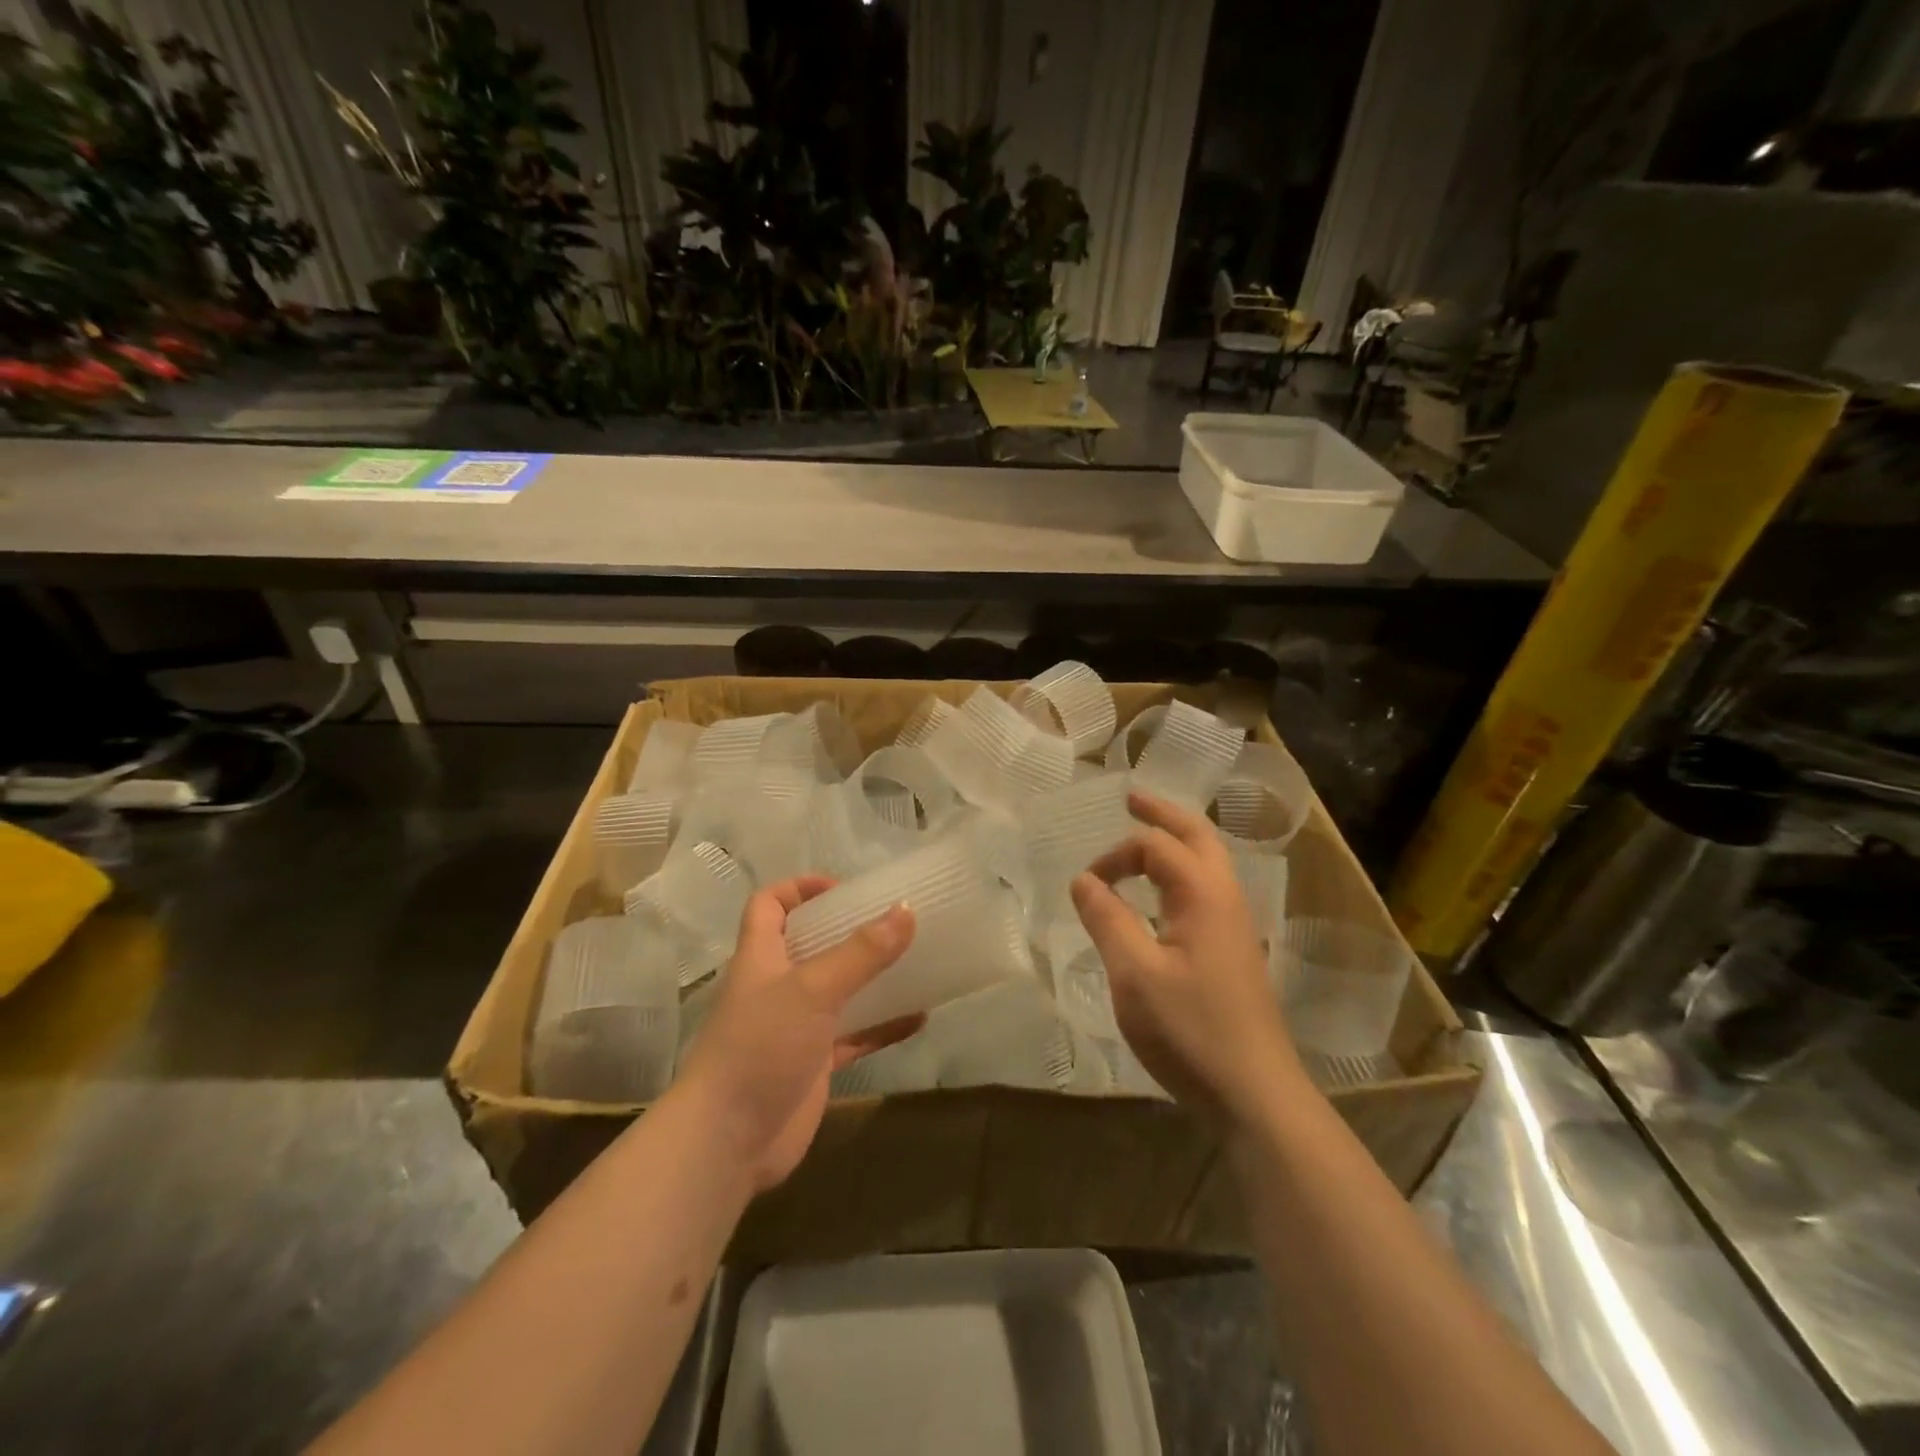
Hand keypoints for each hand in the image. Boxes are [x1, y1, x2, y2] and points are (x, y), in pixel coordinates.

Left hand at [674, 877, 919, 1191]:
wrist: (727, 1142)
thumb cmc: (761, 1047)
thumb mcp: (813, 989)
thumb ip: (861, 952)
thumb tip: (906, 909)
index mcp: (762, 956)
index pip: (769, 905)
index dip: (800, 887)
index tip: (844, 889)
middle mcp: (777, 986)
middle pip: (810, 944)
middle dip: (848, 930)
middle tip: (892, 921)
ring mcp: (796, 1027)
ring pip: (838, 990)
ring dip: (871, 977)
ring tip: (914, 961)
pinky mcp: (813, 1064)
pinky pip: (855, 1036)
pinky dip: (883, 1026)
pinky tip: (919, 1018)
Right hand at [1070, 791, 1302, 1126]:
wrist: (1255, 1094)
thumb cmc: (1191, 1030)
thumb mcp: (1134, 975)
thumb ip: (1107, 920)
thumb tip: (1084, 880)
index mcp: (1203, 895)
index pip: (1155, 847)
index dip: (1114, 856)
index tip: (1086, 887)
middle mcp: (1226, 898)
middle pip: (1197, 837)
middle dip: (1163, 814)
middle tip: (1132, 798)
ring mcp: (1236, 925)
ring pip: (1208, 863)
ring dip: (1177, 841)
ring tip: (1147, 833)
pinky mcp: (1234, 951)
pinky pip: (1207, 889)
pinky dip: (1182, 872)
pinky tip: (1163, 895)